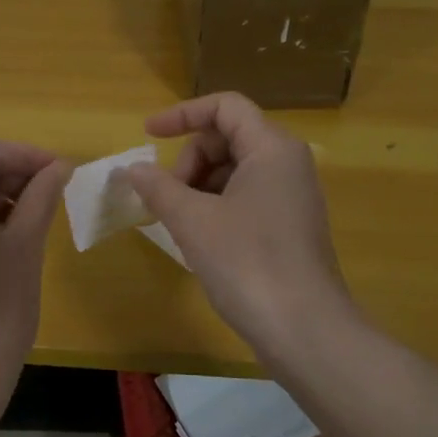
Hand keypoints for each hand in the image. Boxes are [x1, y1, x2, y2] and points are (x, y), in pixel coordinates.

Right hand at [120, 93, 354, 356]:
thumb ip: (158, 187)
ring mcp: (292, 195)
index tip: (148, 135)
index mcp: (272, 148)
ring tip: (179, 222)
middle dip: (190, 160)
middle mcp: (288, 163)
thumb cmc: (248, 263)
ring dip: (199, 186)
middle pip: (228, 137)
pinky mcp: (290, 224)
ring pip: (235, 169)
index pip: (225, 106)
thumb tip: (132, 169)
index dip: (182, 114)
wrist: (305, 330)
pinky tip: (200, 238)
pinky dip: (216, 205)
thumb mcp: (193, 221)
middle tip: (168, 199)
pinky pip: (246, 196)